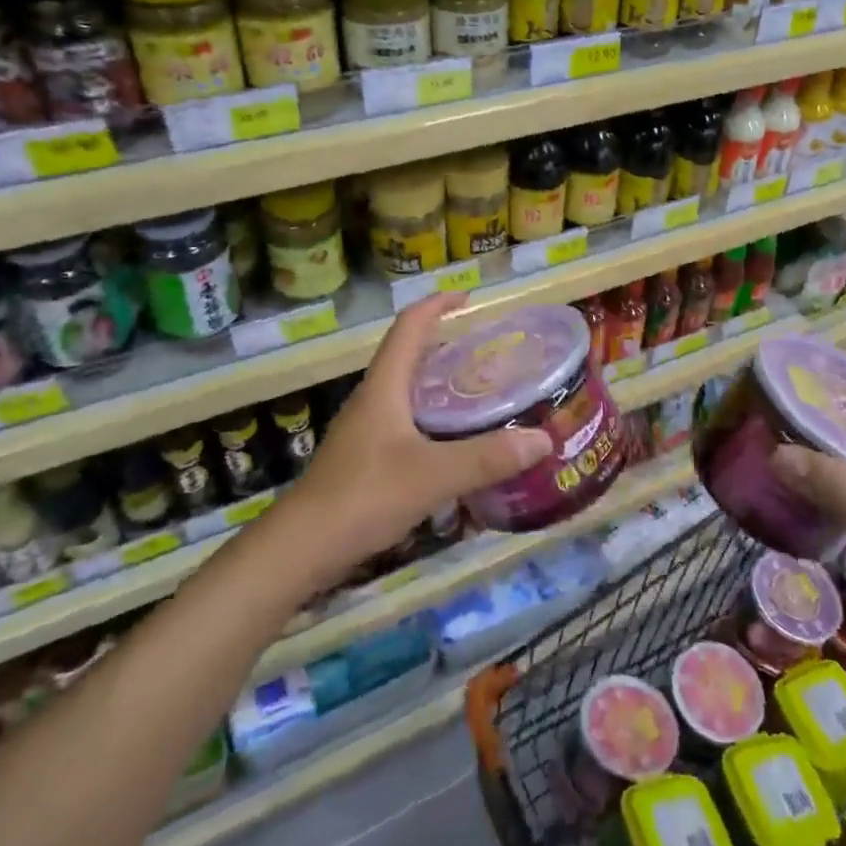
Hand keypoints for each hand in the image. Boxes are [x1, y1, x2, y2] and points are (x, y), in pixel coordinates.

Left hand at [277, 294, 552, 576]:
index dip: (437, 304)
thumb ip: (487, 458)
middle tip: (486, 351)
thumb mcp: (433, 475)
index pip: (409, 327)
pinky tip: (452, 444)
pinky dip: (431, 420)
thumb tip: (543, 438)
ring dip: (437, 383)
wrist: (301, 548)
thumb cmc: (364, 496)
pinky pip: (403, 423)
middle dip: (444, 344)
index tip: (468, 297)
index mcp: (384, 387)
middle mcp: (372, 400)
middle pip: (407, 356)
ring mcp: (364, 431)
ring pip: (405, 392)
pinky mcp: (363, 460)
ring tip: (478, 392)